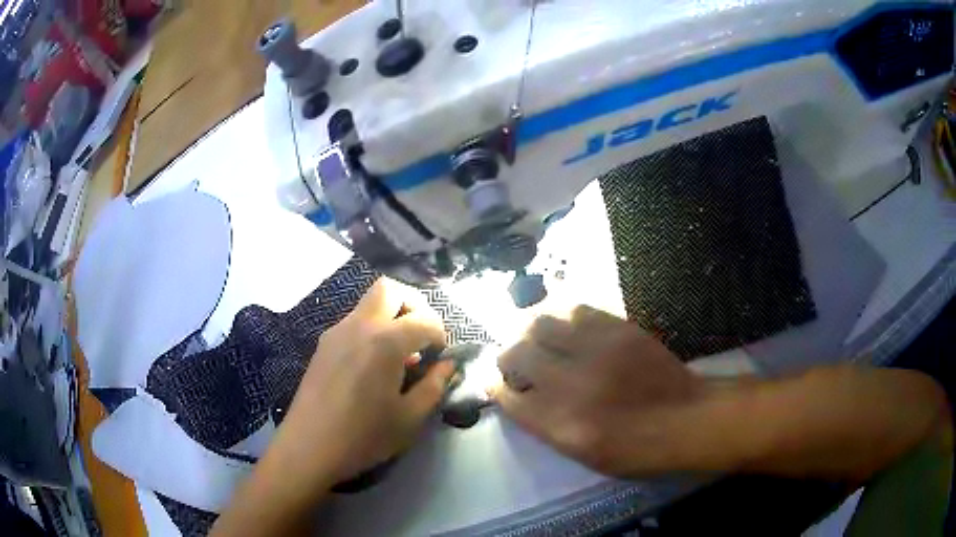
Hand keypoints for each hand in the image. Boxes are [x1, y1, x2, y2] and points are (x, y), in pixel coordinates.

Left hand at [271, 278, 453, 487]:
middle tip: (422, 335)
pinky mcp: (323, 345)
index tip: (442, 355)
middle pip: (390, 289)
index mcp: (384, 342)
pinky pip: (354, 322)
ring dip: (391, 316)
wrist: (308, 447)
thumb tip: (448, 365)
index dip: (440, 334)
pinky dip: (372, 329)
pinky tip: (374, 365)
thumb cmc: (364, 436)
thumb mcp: (410, 418)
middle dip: (414, 304)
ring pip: (369, 303)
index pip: (423, 320)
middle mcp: (358, 326)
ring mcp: (336, 333)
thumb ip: (435, 386)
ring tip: (400, 355)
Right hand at [491, 306, 703, 476]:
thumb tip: (520, 399)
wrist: (686, 419)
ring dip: (533, 333)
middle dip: (507, 356)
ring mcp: (597, 351)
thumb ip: (547, 426)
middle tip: (514, 360)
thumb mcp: (584, 454)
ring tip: (540, 340)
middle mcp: (572, 385)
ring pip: (542, 324)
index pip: (509, 398)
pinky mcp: (619, 329)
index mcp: (561, 425)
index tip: (495, 383)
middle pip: (517, 355)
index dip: (496, 388)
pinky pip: (577, 310)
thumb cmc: (635, 449)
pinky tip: (570, 328)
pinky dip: (565, 318)